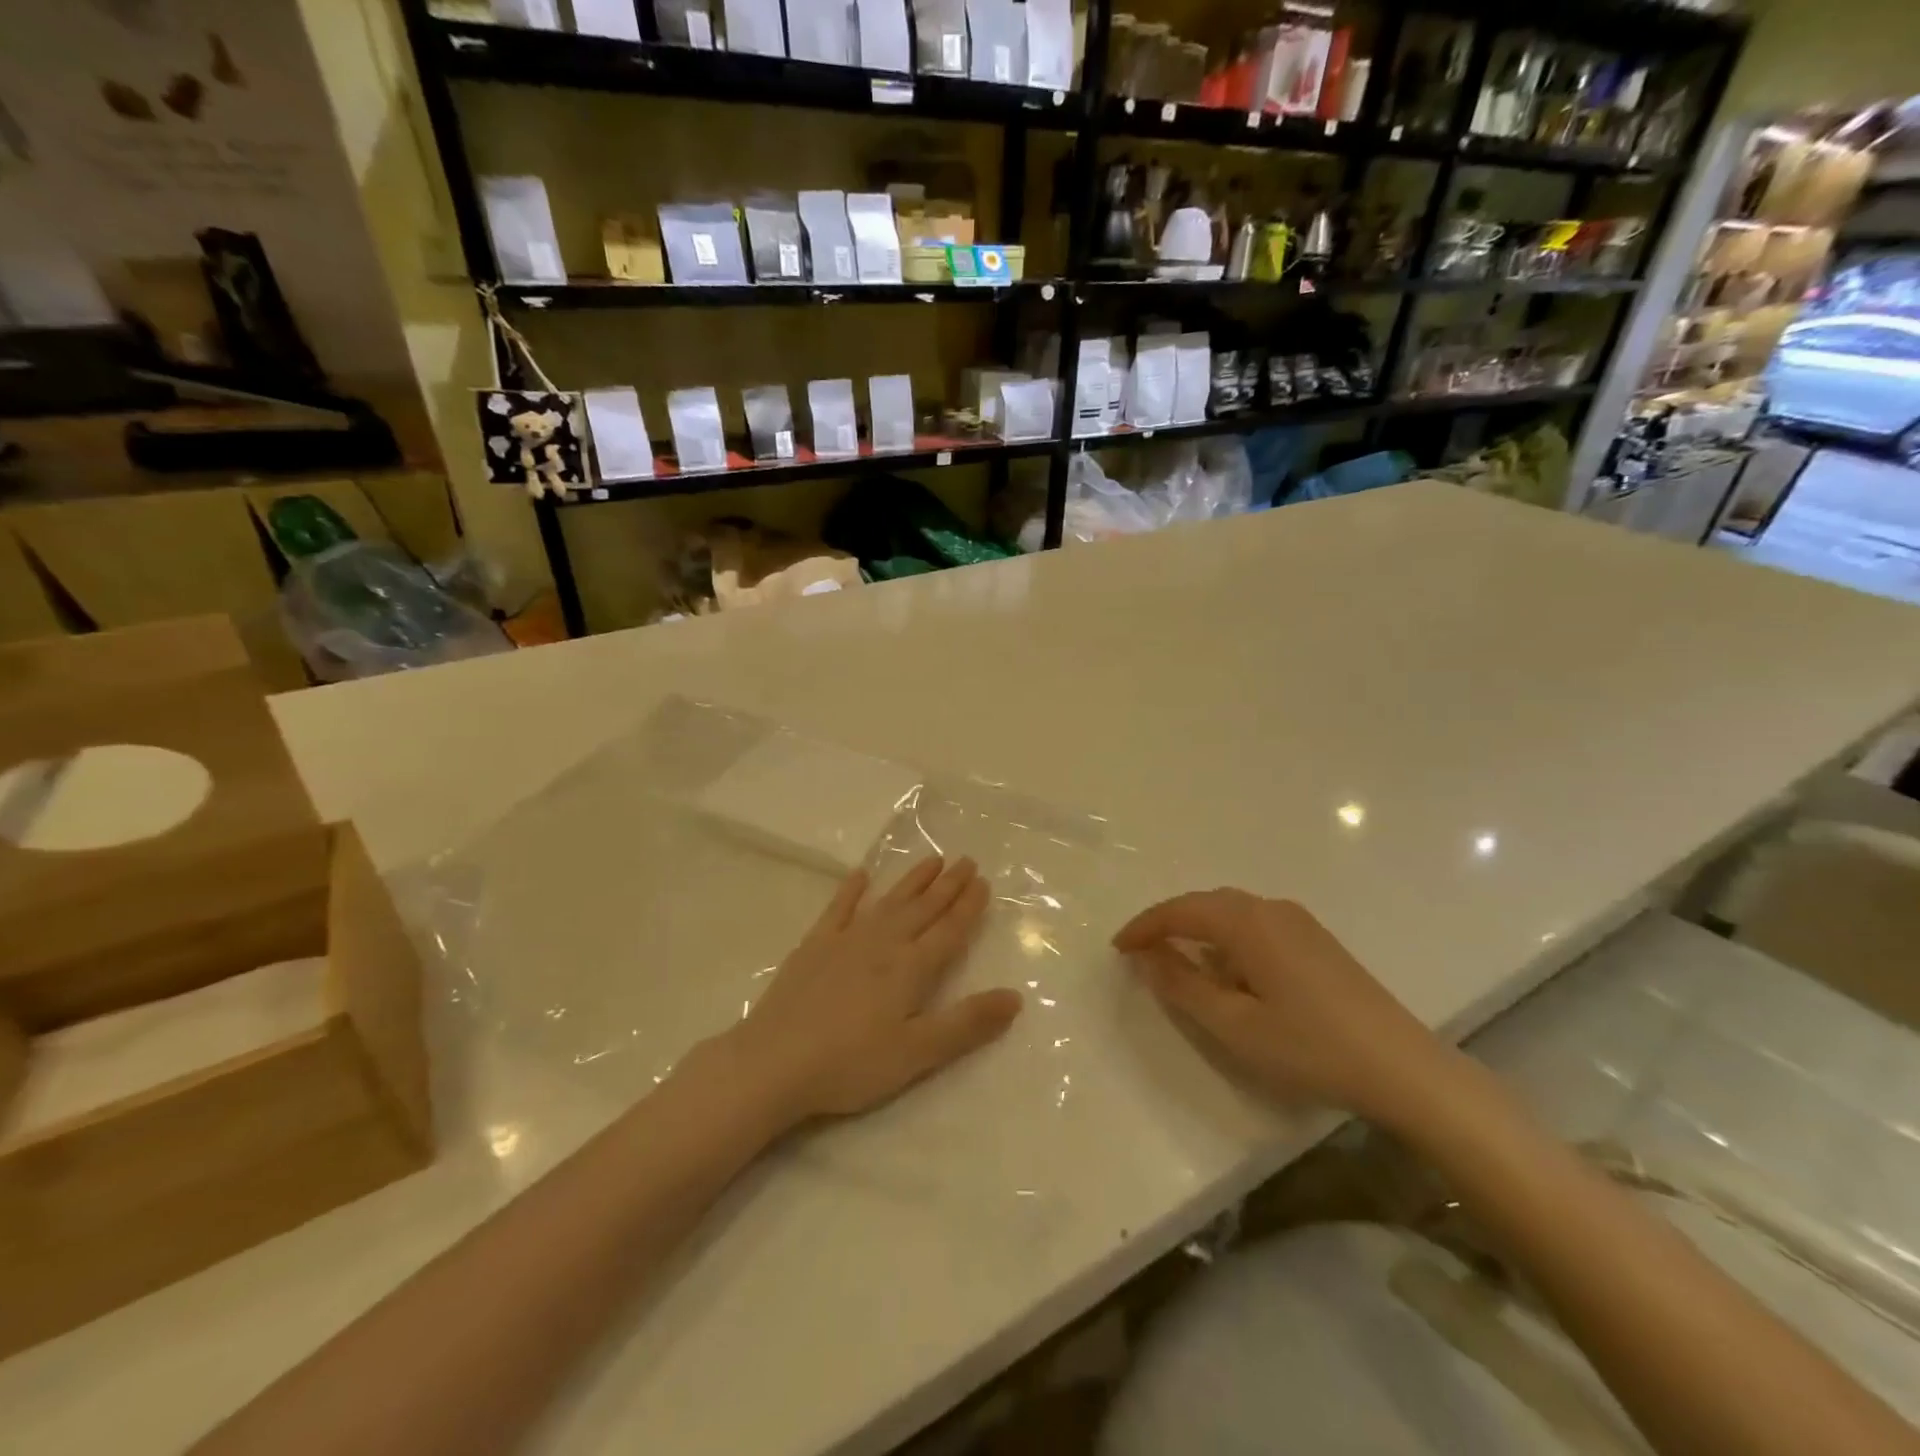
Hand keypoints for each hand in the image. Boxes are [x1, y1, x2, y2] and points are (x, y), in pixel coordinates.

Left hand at [727, 856, 1022, 1125]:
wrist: (774, 1062)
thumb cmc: (851, 1064)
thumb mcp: (917, 1053)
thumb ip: (967, 1024)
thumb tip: (1016, 997)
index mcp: (910, 969)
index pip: (949, 931)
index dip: (968, 907)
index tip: (983, 882)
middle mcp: (883, 944)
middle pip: (923, 909)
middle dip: (947, 886)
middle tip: (966, 861)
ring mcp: (846, 940)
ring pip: (889, 902)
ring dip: (912, 881)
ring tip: (932, 860)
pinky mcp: (814, 946)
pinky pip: (839, 908)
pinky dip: (851, 890)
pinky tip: (860, 875)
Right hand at [1113, 889, 1457, 1127]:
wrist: (1403, 1068)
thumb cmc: (1310, 1047)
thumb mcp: (1234, 1025)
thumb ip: (1182, 986)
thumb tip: (1145, 957)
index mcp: (1247, 922)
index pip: (1180, 910)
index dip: (1144, 927)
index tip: (1117, 948)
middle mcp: (1271, 909)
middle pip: (1206, 904)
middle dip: (1169, 924)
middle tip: (1141, 953)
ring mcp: (1299, 922)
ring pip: (1232, 912)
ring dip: (1199, 930)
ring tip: (1178, 961)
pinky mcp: (1316, 940)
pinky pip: (1255, 924)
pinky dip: (1227, 939)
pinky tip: (1229, 971)